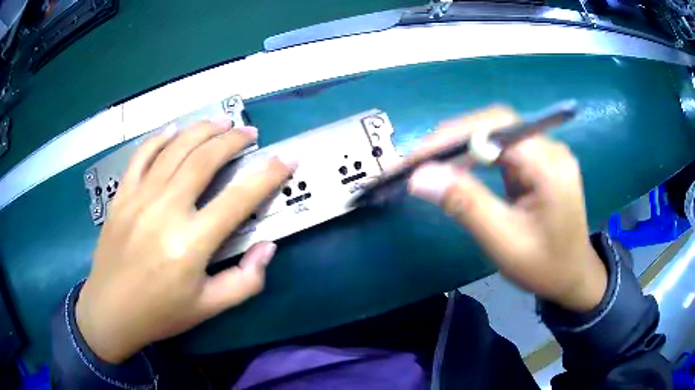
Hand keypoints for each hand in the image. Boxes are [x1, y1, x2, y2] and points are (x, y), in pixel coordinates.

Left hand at [76, 119, 294, 362]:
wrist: (110, 311)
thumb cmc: (160, 313)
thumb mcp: (209, 308)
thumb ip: (245, 281)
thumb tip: (267, 247)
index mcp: (190, 244)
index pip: (238, 199)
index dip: (268, 175)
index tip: (287, 158)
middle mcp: (165, 211)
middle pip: (204, 159)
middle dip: (233, 140)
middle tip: (249, 133)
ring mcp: (139, 198)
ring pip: (174, 149)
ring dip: (202, 130)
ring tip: (221, 121)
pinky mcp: (121, 196)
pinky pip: (142, 155)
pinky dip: (160, 138)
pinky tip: (174, 130)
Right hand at [407, 107, 606, 311]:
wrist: (573, 277)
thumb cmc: (545, 267)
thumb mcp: (505, 242)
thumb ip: (466, 205)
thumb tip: (420, 177)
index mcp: (550, 166)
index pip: (497, 128)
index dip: (453, 137)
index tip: (416, 158)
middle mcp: (550, 148)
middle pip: (495, 124)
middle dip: (453, 138)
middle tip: (417, 161)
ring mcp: (545, 153)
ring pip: (495, 132)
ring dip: (460, 145)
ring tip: (429, 163)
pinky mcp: (537, 162)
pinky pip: (501, 147)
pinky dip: (474, 154)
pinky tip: (457, 166)